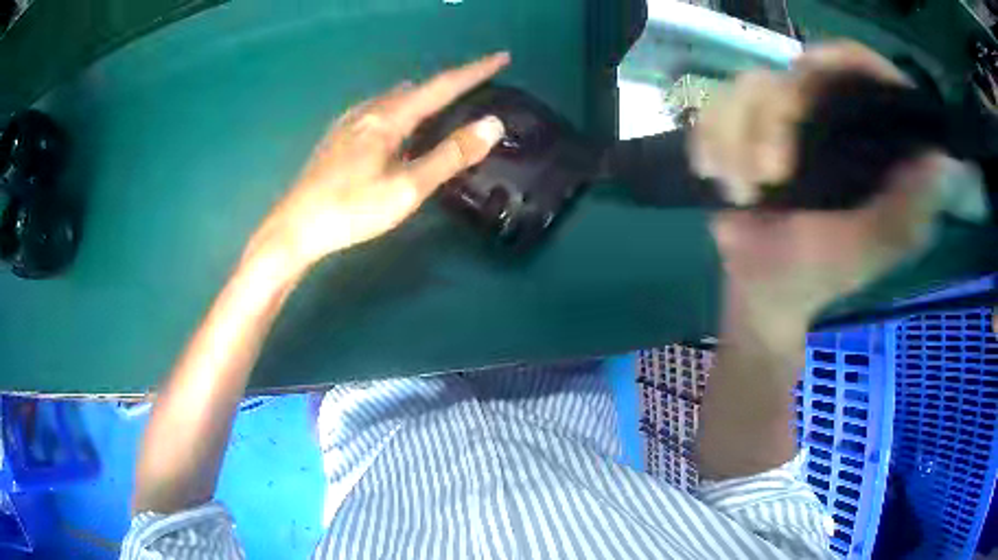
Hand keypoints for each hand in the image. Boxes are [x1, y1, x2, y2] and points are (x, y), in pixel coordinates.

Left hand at [248, 53, 509, 269]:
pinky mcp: (338, 138)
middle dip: (449, 85)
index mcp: (389, 118)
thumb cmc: (351, 210)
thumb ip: (450, 156)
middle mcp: (369, 111)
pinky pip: (378, 111)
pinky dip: (401, 110)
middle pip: (418, 88)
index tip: (501, 57)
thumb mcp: (407, 188)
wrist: (294, 229)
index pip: (442, 86)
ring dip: (424, 97)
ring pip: (395, 99)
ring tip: (442, 106)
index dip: (474, 71)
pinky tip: (397, 127)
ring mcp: (349, 123)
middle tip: (476, 89)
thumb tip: (492, 124)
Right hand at [692, 42, 948, 331]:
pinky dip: (708, 143)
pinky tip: (717, 178)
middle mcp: (830, 120)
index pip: (865, 72)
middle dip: (772, 121)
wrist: (760, 291)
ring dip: (734, 141)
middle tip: (769, 176)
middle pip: (794, 74)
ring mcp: (783, 122)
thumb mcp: (870, 248)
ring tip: (741, 191)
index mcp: (869, 144)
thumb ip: (906, 208)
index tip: (814, 68)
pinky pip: (712, 109)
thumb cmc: (818, 275)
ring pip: (745, 88)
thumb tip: (941, 159)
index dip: (844, 58)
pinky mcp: (743, 131)